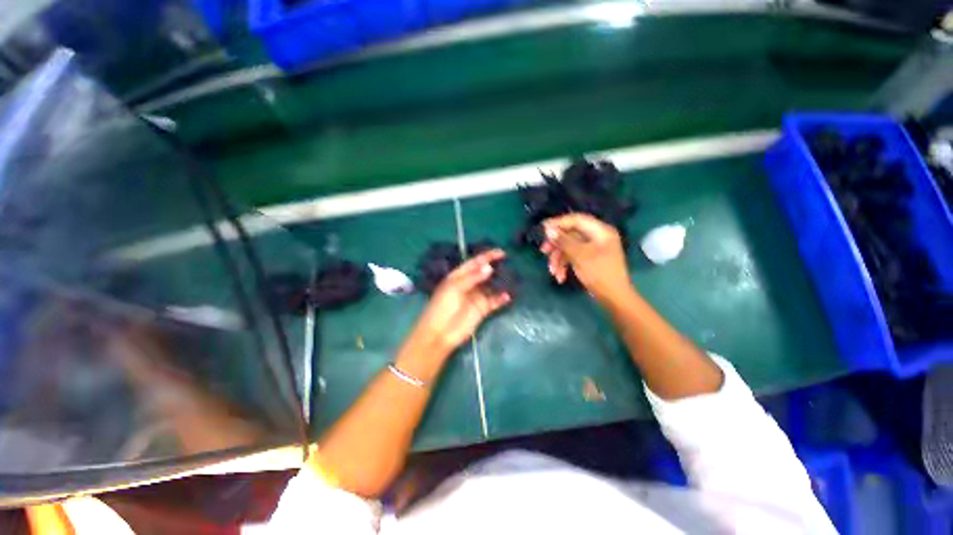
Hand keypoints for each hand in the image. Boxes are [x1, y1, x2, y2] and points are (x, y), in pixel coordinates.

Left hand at [405, 249, 511, 360]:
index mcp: (459, 276)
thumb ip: (472, 277)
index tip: (502, 252)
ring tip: (512, 277)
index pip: (475, 262)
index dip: (487, 256)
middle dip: (496, 267)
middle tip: (510, 263)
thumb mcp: (454, 288)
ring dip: (501, 282)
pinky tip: (508, 295)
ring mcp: (476, 296)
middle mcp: (469, 284)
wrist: (439, 333)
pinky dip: (501, 298)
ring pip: (491, 286)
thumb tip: (489, 267)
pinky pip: (494, 301)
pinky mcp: (482, 309)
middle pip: (485, 272)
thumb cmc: (442, 307)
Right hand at [540, 214, 633, 304]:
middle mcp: (597, 237)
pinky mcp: (589, 259)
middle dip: (556, 245)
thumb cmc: (599, 273)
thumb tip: (548, 229)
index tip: (542, 228)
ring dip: (558, 259)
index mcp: (600, 231)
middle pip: (571, 234)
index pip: (576, 219)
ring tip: (552, 272)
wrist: (614, 298)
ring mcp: (593, 248)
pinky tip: (560, 277)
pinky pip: (573, 256)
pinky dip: (565, 265)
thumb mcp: (579, 255)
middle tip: (543, 251)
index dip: (559, 222)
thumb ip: (563, 241)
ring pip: (569, 247)